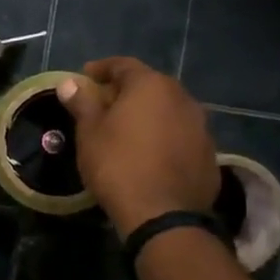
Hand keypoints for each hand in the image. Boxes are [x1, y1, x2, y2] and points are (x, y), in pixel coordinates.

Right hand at [56, 57, 220, 236]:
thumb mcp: (90, 133)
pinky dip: (164, 137)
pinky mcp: (209, 153)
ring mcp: (200, 126)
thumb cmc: (118, 165)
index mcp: (151, 86)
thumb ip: (82, 102)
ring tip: (127, 131)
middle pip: (149, 86)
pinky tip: (150, 154)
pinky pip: (180, 135)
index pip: (123, 65)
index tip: (85, 77)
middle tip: (104, 106)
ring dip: (148, 115)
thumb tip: (69, 83)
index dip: (101, 69)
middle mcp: (182, 98)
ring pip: (168, 110)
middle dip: (126, 92)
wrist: (163, 215)